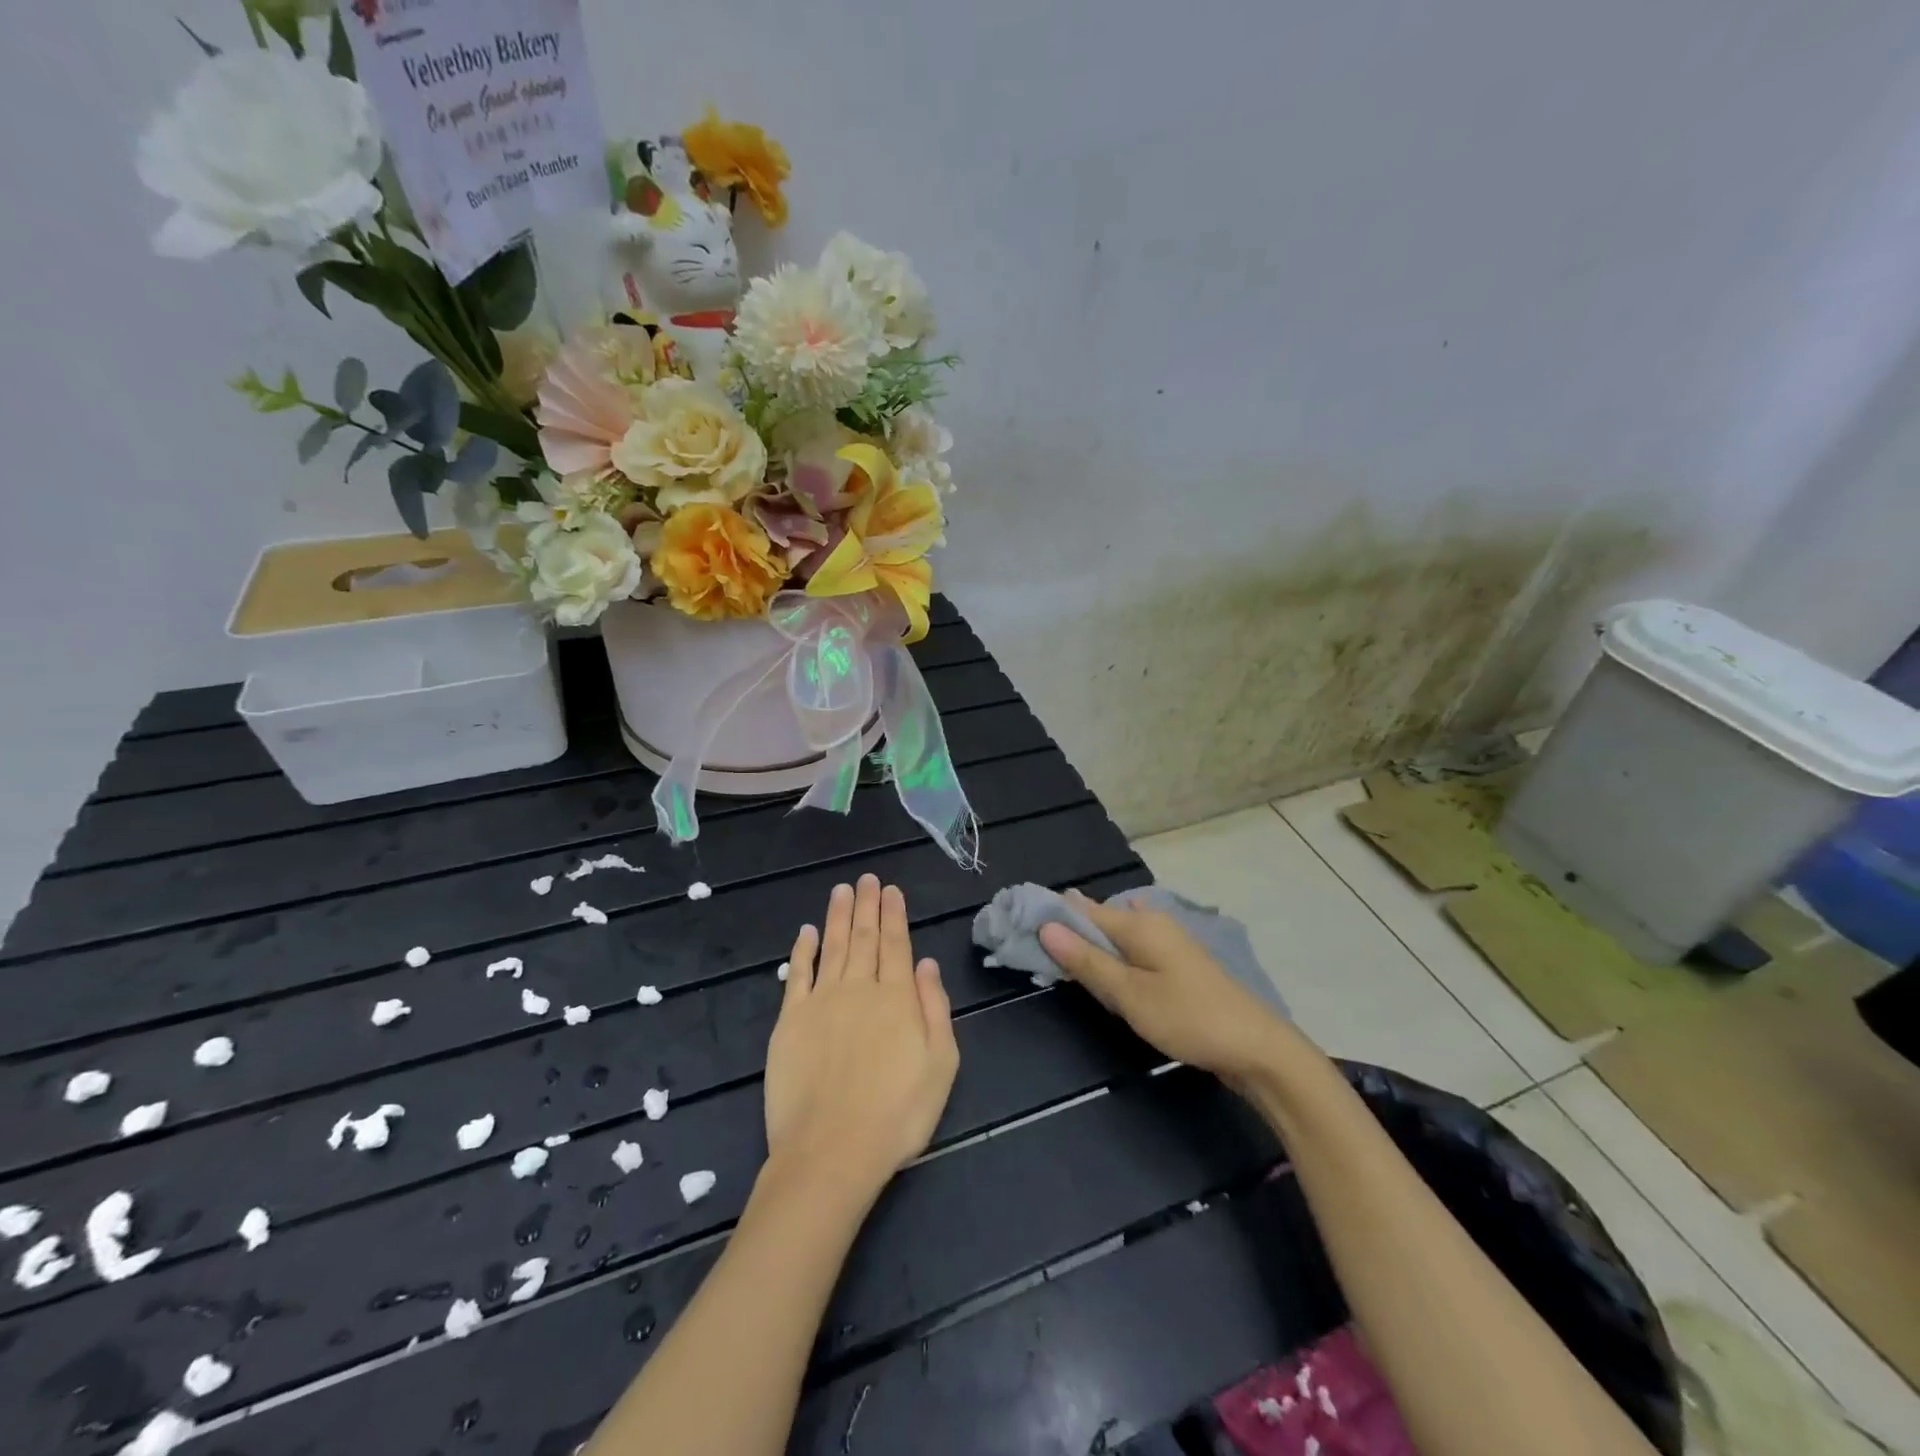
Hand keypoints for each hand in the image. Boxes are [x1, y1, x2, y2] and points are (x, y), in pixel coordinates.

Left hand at [762, 875, 959, 1205]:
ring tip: (842, 890)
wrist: (831, 1151)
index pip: (896, 944)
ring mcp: (821, 1002)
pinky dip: (803, 950)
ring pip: (832, 946)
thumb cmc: (897, 1114)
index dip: (894, 914)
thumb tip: (926, 962)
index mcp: (897, 997)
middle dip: (867, 905)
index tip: (891, 889)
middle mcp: (859, 988)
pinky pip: (798, 974)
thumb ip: (934, 1008)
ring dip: (838, 916)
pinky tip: (806, 931)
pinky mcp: (790, 1020)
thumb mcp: (941, 1065)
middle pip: (864, 937)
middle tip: (867, 878)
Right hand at [1038, 890, 1296, 1084]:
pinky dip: (1114, 961)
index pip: (1081, 908)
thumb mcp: (1130, 995)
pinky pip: (1133, 951)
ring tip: (1065, 971)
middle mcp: (1153, 921)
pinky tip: (1107, 980)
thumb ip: (1088, 961)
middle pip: (1099, 920)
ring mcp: (1169, 942)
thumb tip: (1047, 926)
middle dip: (1069, 934)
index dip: (1051, 916)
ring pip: (1117, 937)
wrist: (1257, 1049)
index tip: (1020, 928)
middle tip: (1038, 958)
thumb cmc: (1189, 1018)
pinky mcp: (1177, 964)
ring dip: (1091, 950)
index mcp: (1139, 921)